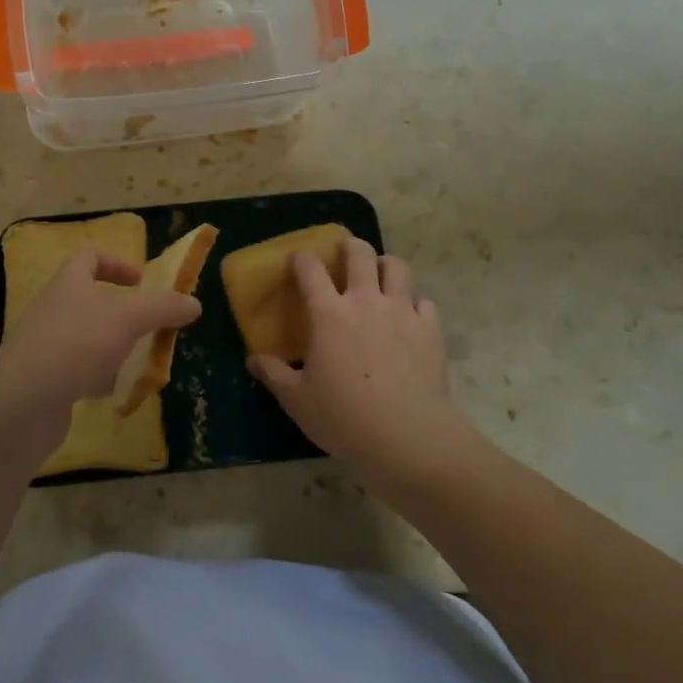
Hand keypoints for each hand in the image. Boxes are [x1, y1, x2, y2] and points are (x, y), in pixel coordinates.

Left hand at [0, 248, 199, 440]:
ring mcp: (46, 346)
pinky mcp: (45, 381)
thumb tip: (194, 304)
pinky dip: (98, 378)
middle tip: (149, 326)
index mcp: (68, 282)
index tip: (141, 281)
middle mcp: (53, 309)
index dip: (116, 263)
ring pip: (86, 337)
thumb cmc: (77, 343)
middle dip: (122, 312)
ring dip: (113, 346)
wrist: (23, 403)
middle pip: (89, 299)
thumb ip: (163, 307)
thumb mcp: (129, 317)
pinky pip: (77, 371)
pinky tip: (115, 391)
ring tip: (138, 361)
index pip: (88, 256)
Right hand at [247, 237, 459, 477]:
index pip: (310, 269)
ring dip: (386, 265)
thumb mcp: (297, 400)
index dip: (301, 259)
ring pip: (397, 267)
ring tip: (381, 275)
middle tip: (345, 253)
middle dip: (350, 246)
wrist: (408, 436)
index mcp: (328, 313)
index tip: (298, 260)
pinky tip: (410, 316)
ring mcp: (401, 311)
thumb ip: (274, 374)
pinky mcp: (430, 329)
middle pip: (359, 253)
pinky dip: (415, 303)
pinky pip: (424, 301)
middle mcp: (364, 300)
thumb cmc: (344, 417)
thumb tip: (252, 360)